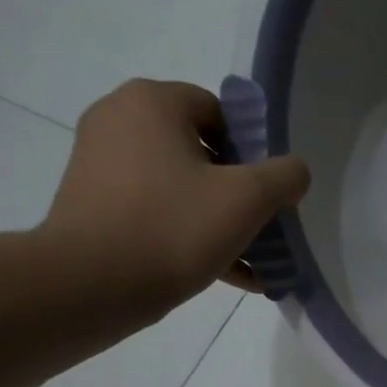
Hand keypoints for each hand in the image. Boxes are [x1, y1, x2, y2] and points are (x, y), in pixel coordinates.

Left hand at [40, 78, 310, 299]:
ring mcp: (100, 163)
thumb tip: (295, 171)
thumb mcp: (247, 200)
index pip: (218, 111)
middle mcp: (118, 120)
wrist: (91, 283)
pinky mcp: (94, 204)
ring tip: (252, 261)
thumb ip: (284, 177)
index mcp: (151, 103)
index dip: (252, 151)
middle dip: (238, 192)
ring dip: (219, 220)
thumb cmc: (173, 228)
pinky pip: (157, 212)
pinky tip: (227, 274)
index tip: (267, 192)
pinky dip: (189, 235)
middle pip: (199, 151)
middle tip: (263, 228)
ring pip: (180, 187)